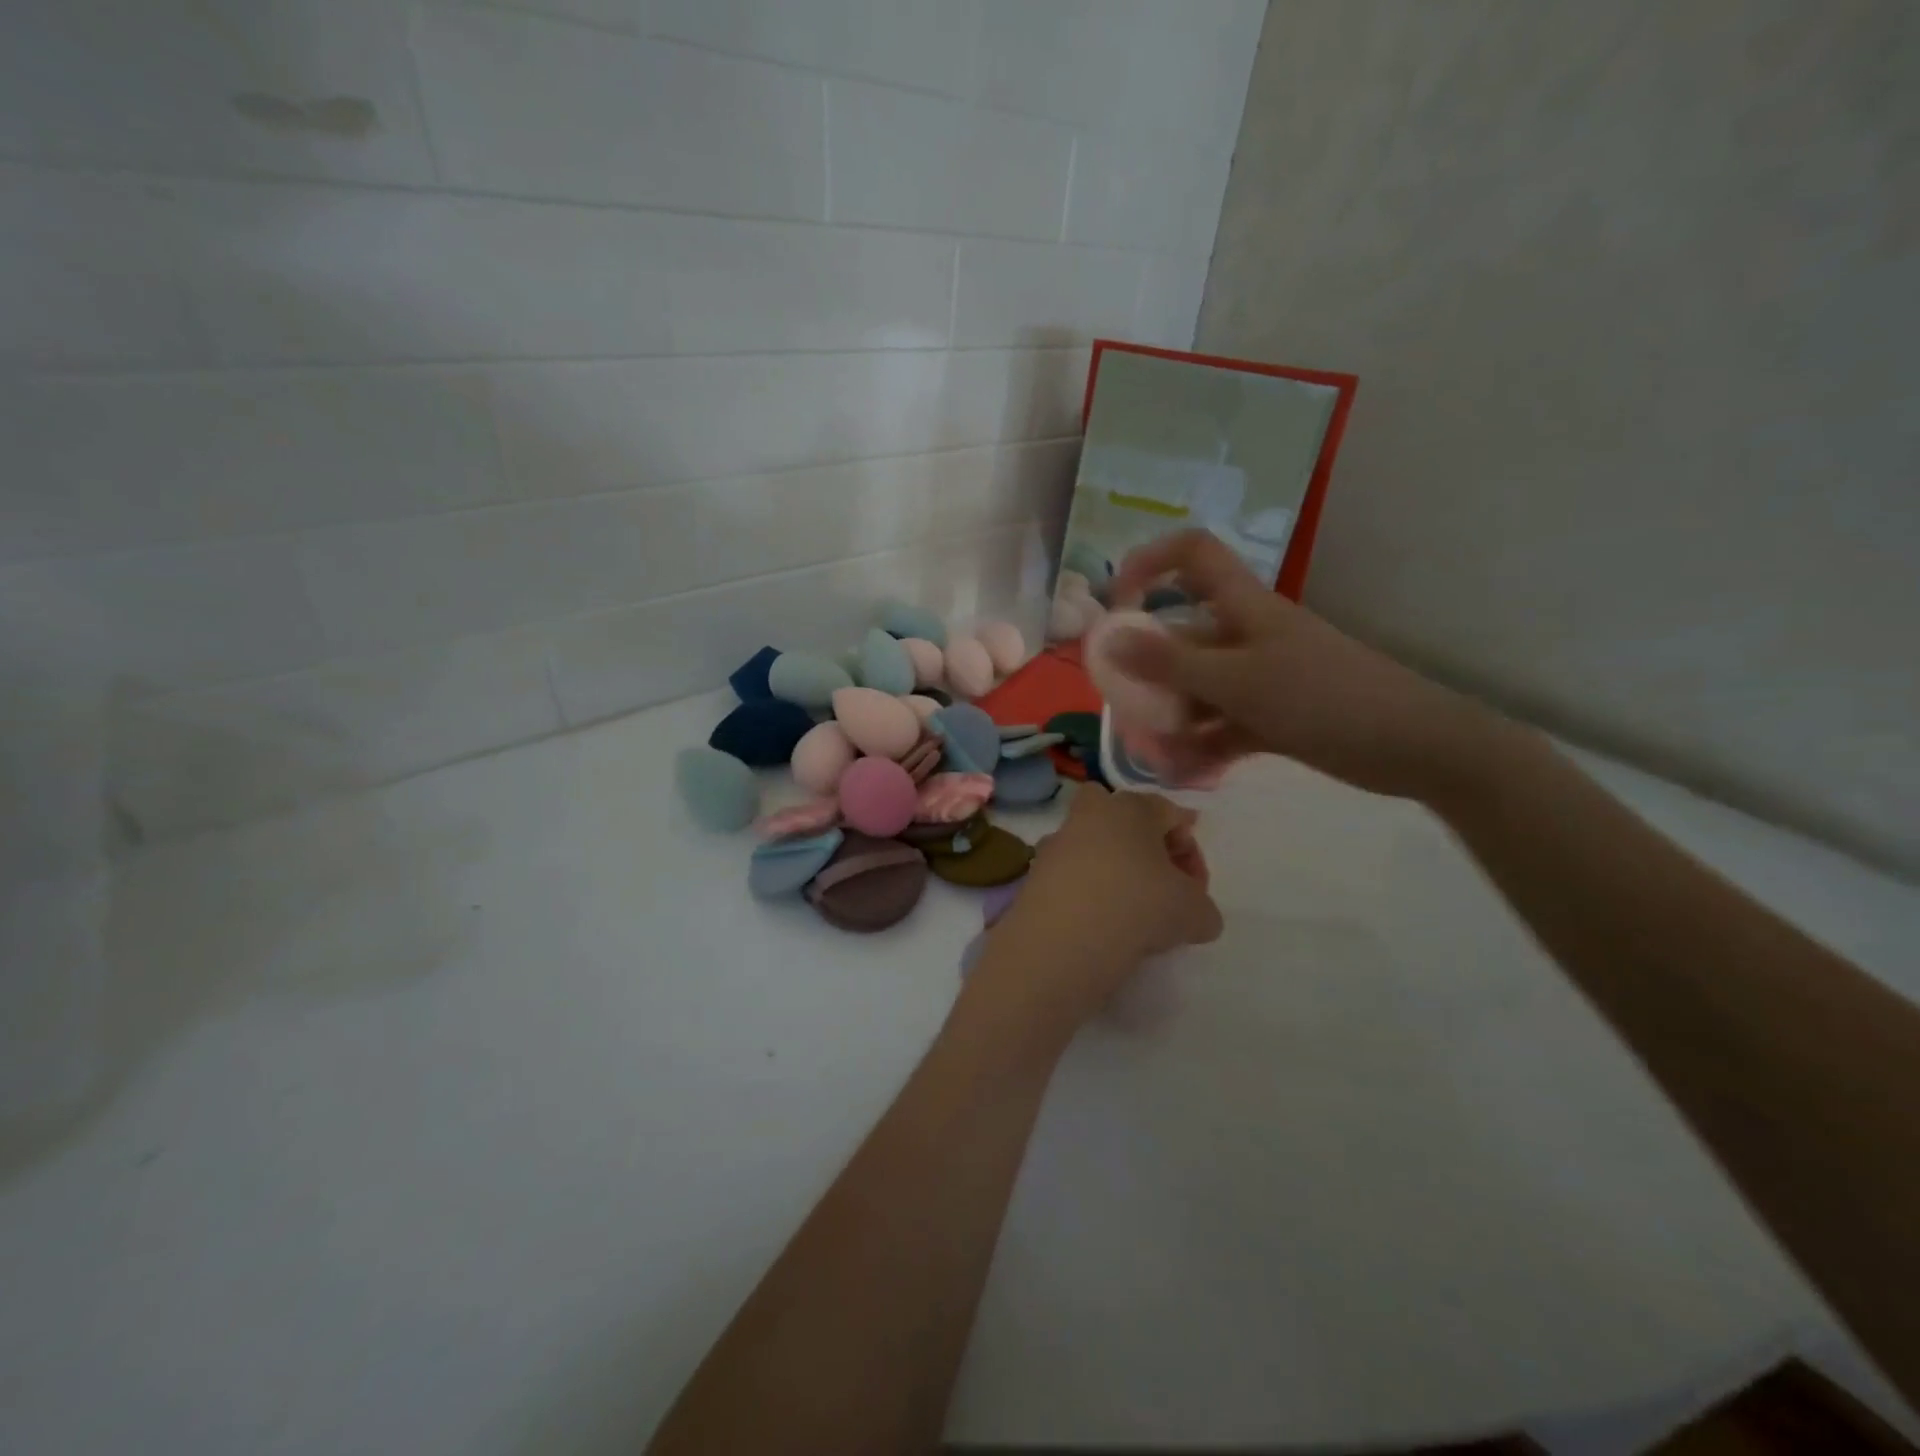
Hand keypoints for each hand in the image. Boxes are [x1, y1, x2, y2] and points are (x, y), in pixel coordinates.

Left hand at [966, 787, 1220, 1044]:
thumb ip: (1203, 908)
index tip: (1197, 890)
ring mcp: (1056, 844)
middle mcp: (1088, 815)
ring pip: (1092, 848)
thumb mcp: (1194, 912)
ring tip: (1131, 914)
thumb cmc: (1138, 907)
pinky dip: (1087, 894)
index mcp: (1130, 807)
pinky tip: (1100, 926)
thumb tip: (1197, 916)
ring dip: (1113, 871)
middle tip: (1159, 883)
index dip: (1191, 851)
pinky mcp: (1034, 876)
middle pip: (1121, 818)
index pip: (1171, 814)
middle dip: (1142, 844)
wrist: (1063, 941)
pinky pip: (1071, 877)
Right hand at [1104, 529, 1494, 800]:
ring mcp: (1260, 677)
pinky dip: (1200, 744)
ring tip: (1154, 752)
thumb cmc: (1323, 698)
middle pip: (1182, 635)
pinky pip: (1221, 724)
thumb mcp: (1239, 681)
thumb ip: (1171, 664)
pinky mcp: (1271, 716)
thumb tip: (1109, 640)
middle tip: (1124, 704)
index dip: (1150, 563)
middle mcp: (1246, 636)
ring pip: (1198, 688)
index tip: (1116, 603)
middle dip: (1147, 669)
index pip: (1192, 555)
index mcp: (1243, 607)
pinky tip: (1181, 771)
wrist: (1413, 746)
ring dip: (1171, 716)